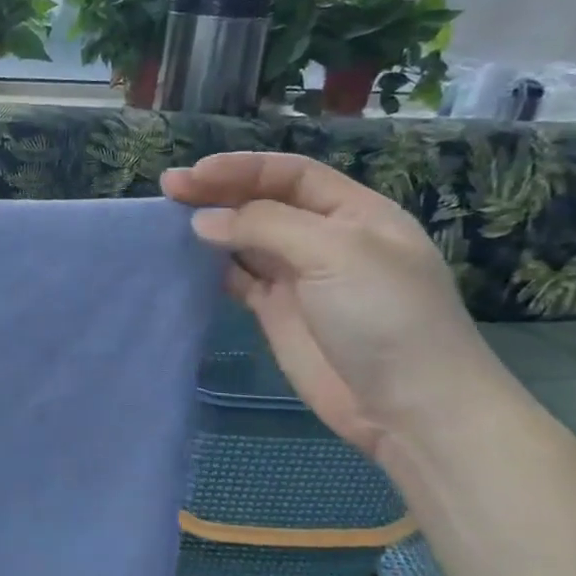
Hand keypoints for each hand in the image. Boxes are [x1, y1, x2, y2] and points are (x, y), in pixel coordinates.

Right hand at [162, 152, 500, 457]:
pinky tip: (186, 260)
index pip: (290, 175)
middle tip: (169, 189)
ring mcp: (299, 277)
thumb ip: (267, 227)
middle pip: (264, 203)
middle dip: (219, 192)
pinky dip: (213, 267)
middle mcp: (323, 238)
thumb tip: (203, 220)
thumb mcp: (335, 252)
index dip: (242, 169)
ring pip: (247, 240)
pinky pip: (239, 279)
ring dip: (212, 228)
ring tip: (168, 221)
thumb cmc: (384, 315)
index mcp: (352, 212)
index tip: (194, 174)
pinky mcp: (277, 313)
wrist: (407, 406)